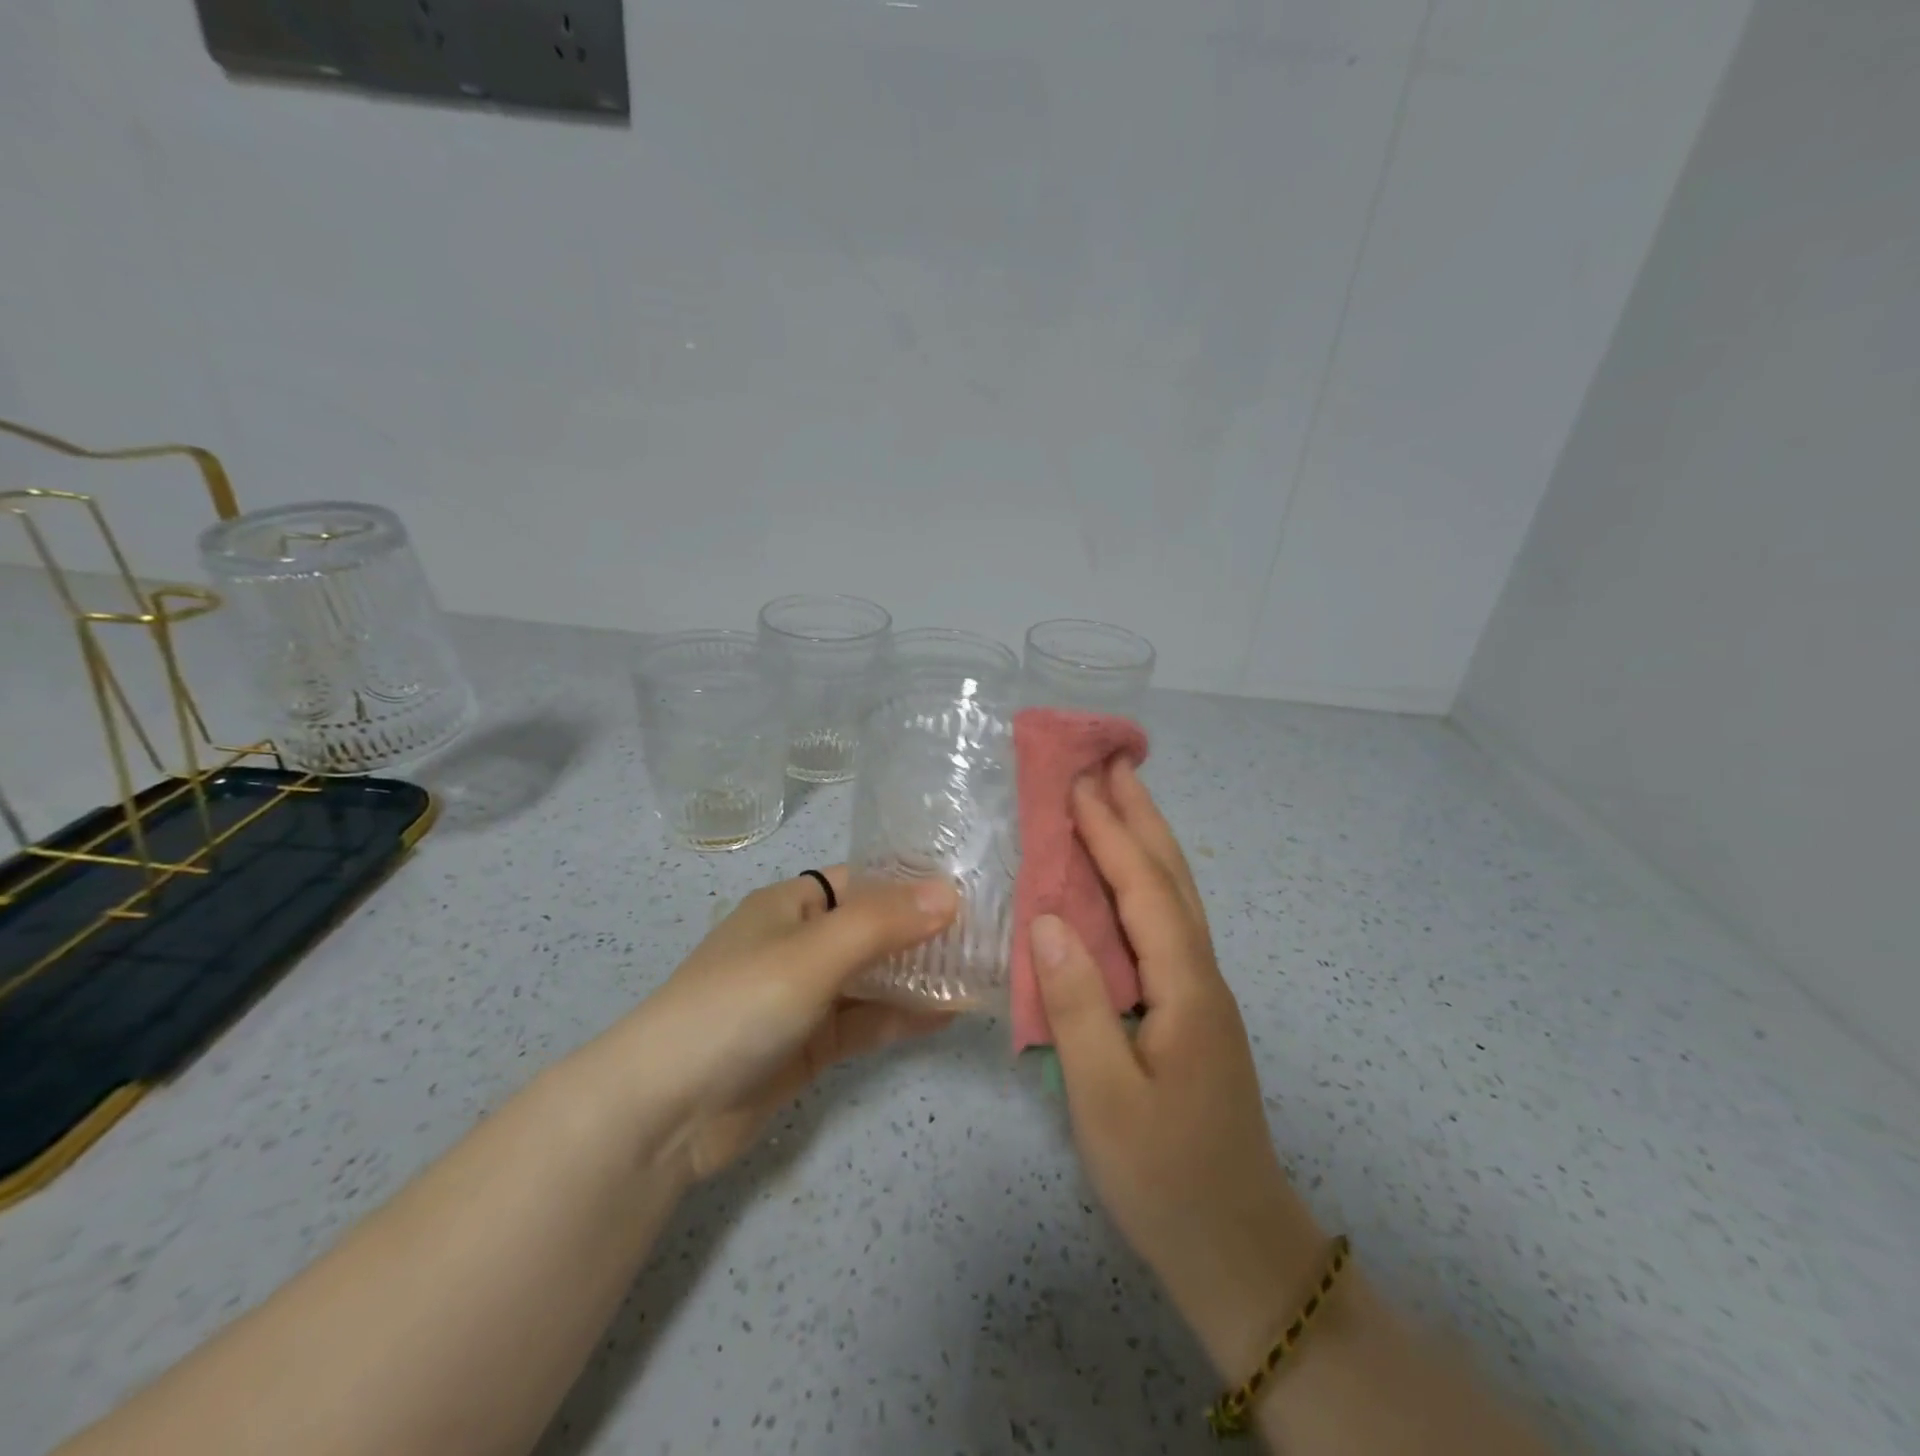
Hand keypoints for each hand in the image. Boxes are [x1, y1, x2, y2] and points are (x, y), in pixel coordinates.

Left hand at [593, 867, 958, 1180]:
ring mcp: (805, 996)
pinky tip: (948, 1015)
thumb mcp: (811, 954)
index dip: (913, 883)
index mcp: (791, 904)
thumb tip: (951, 893)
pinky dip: (902, 1017)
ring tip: (981, 974)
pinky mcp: (809, 1044)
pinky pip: (865, 1021)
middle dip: (925, 933)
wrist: (663, 1112)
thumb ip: (881, 923)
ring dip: (920, 977)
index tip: (971, 889)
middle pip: (874, 929)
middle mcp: (800, 942)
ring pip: (874, 977)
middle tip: (990, 936)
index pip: (864, 880)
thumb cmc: (736, 1006)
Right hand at [1030, 761, 1324, 1374]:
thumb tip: (1047, 918)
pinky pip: (1164, 928)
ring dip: (1147, 843)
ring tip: (1119, 802)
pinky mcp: (1190, 1013)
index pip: (1146, 891)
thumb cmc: (1166, 1179)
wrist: (1239, 1251)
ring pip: (1176, 900)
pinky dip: (1143, 886)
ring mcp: (1201, 995)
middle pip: (1173, 879)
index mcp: (1186, 989)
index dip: (1112, 834)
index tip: (1078, 785)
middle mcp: (1203, 978)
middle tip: (1112, 764)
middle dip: (1142, 817)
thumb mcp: (1106, 1099)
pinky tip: (1121, 886)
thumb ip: (1078, 1005)